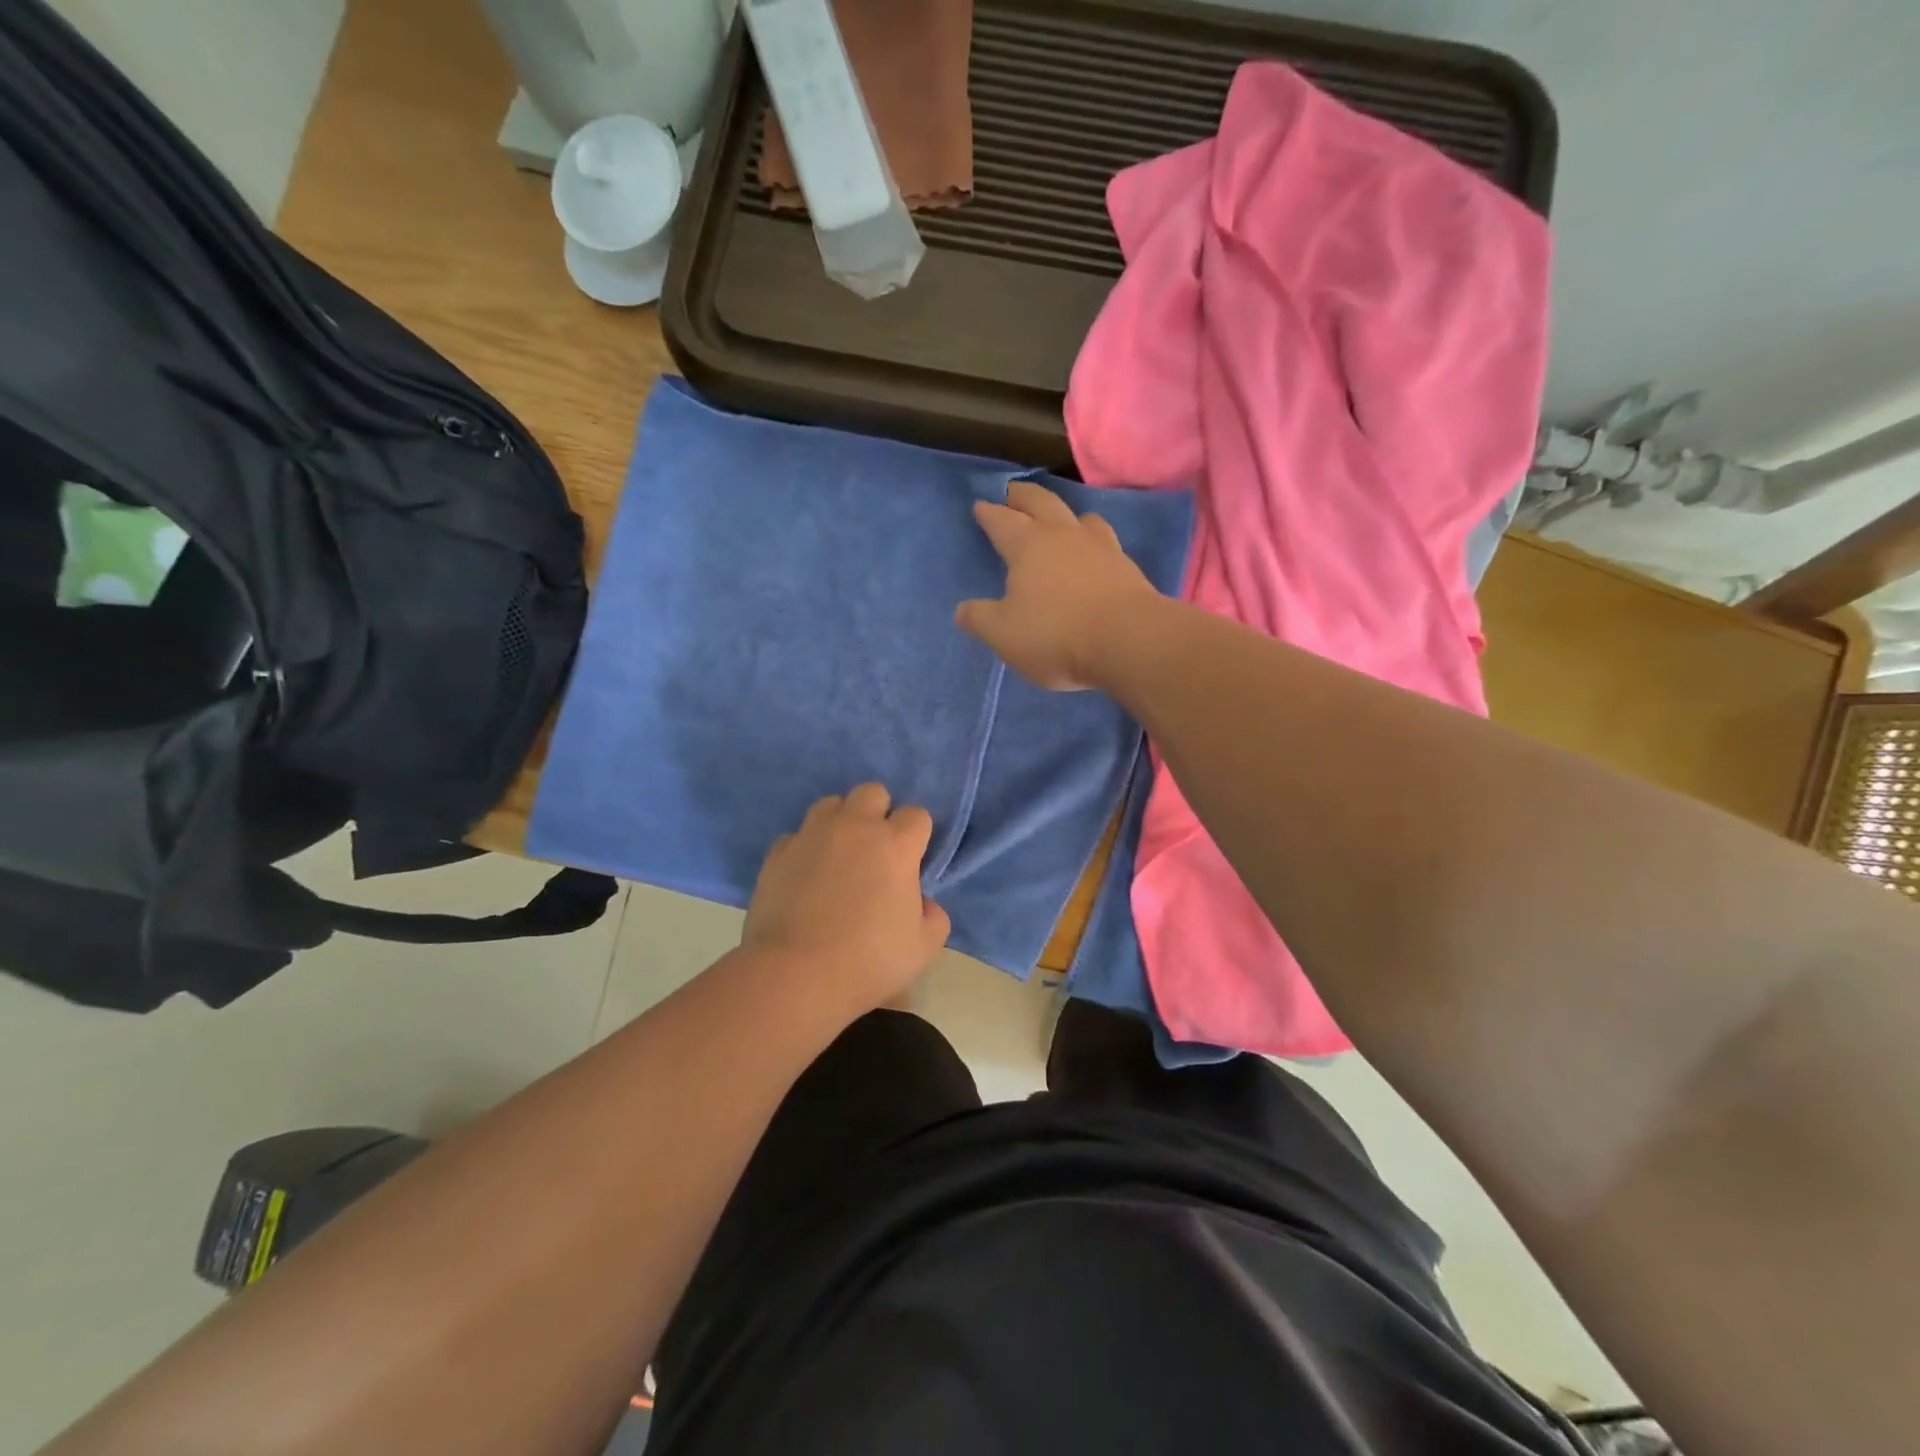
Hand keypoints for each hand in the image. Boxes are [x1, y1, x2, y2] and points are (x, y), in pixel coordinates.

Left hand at [743, 784, 951, 1013]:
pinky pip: (797, 835)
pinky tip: (805, 875)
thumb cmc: (868, 961)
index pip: (917, 815)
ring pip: (831, 804)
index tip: (911, 863)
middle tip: (875, 850)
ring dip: (840, 822)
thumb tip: (923, 903)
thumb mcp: (923, 949)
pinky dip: (805, 848)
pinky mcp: (778, 852)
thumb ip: (934, 918)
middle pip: (872, 792)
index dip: (917, 836)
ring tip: (838, 855)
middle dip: (879, 813)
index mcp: (896, 845)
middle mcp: (855, 827)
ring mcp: (812, 835)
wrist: (795, 974)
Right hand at [955, 480, 1158, 690]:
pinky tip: (1092, 553)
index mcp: (1028, 545)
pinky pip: (1105, 542)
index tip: (980, 506)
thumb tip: (962, 609)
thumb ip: (980, 618)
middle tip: (1013, 493)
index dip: (989, 513)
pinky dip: (1092, 541)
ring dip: (1065, 514)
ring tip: (1059, 520)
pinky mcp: (1127, 568)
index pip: (1002, 521)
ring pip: (1081, 518)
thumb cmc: (1056, 634)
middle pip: (1042, 503)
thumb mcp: (1003, 634)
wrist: (1129, 641)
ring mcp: (1100, 548)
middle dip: (1024, 496)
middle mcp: (1064, 536)